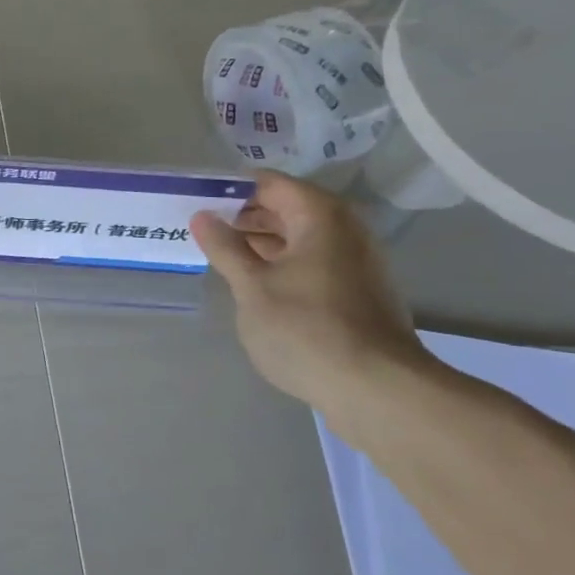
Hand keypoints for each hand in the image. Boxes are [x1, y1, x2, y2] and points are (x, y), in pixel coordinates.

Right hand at [191, 172, 427, 414]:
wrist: (378, 391)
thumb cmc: (306, 328)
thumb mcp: (252, 286)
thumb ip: (225, 247)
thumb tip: (202, 217)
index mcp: (319, 215)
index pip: (267, 183)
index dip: (230, 188)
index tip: (196, 200)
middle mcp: (344, 228)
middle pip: (285, 207)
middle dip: (243, 216)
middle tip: (202, 229)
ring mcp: (356, 261)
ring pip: (299, 237)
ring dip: (261, 242)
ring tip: (221, 256)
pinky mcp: (359, 291)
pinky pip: (312, 262)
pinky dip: (282, 264)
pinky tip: (256, 284)